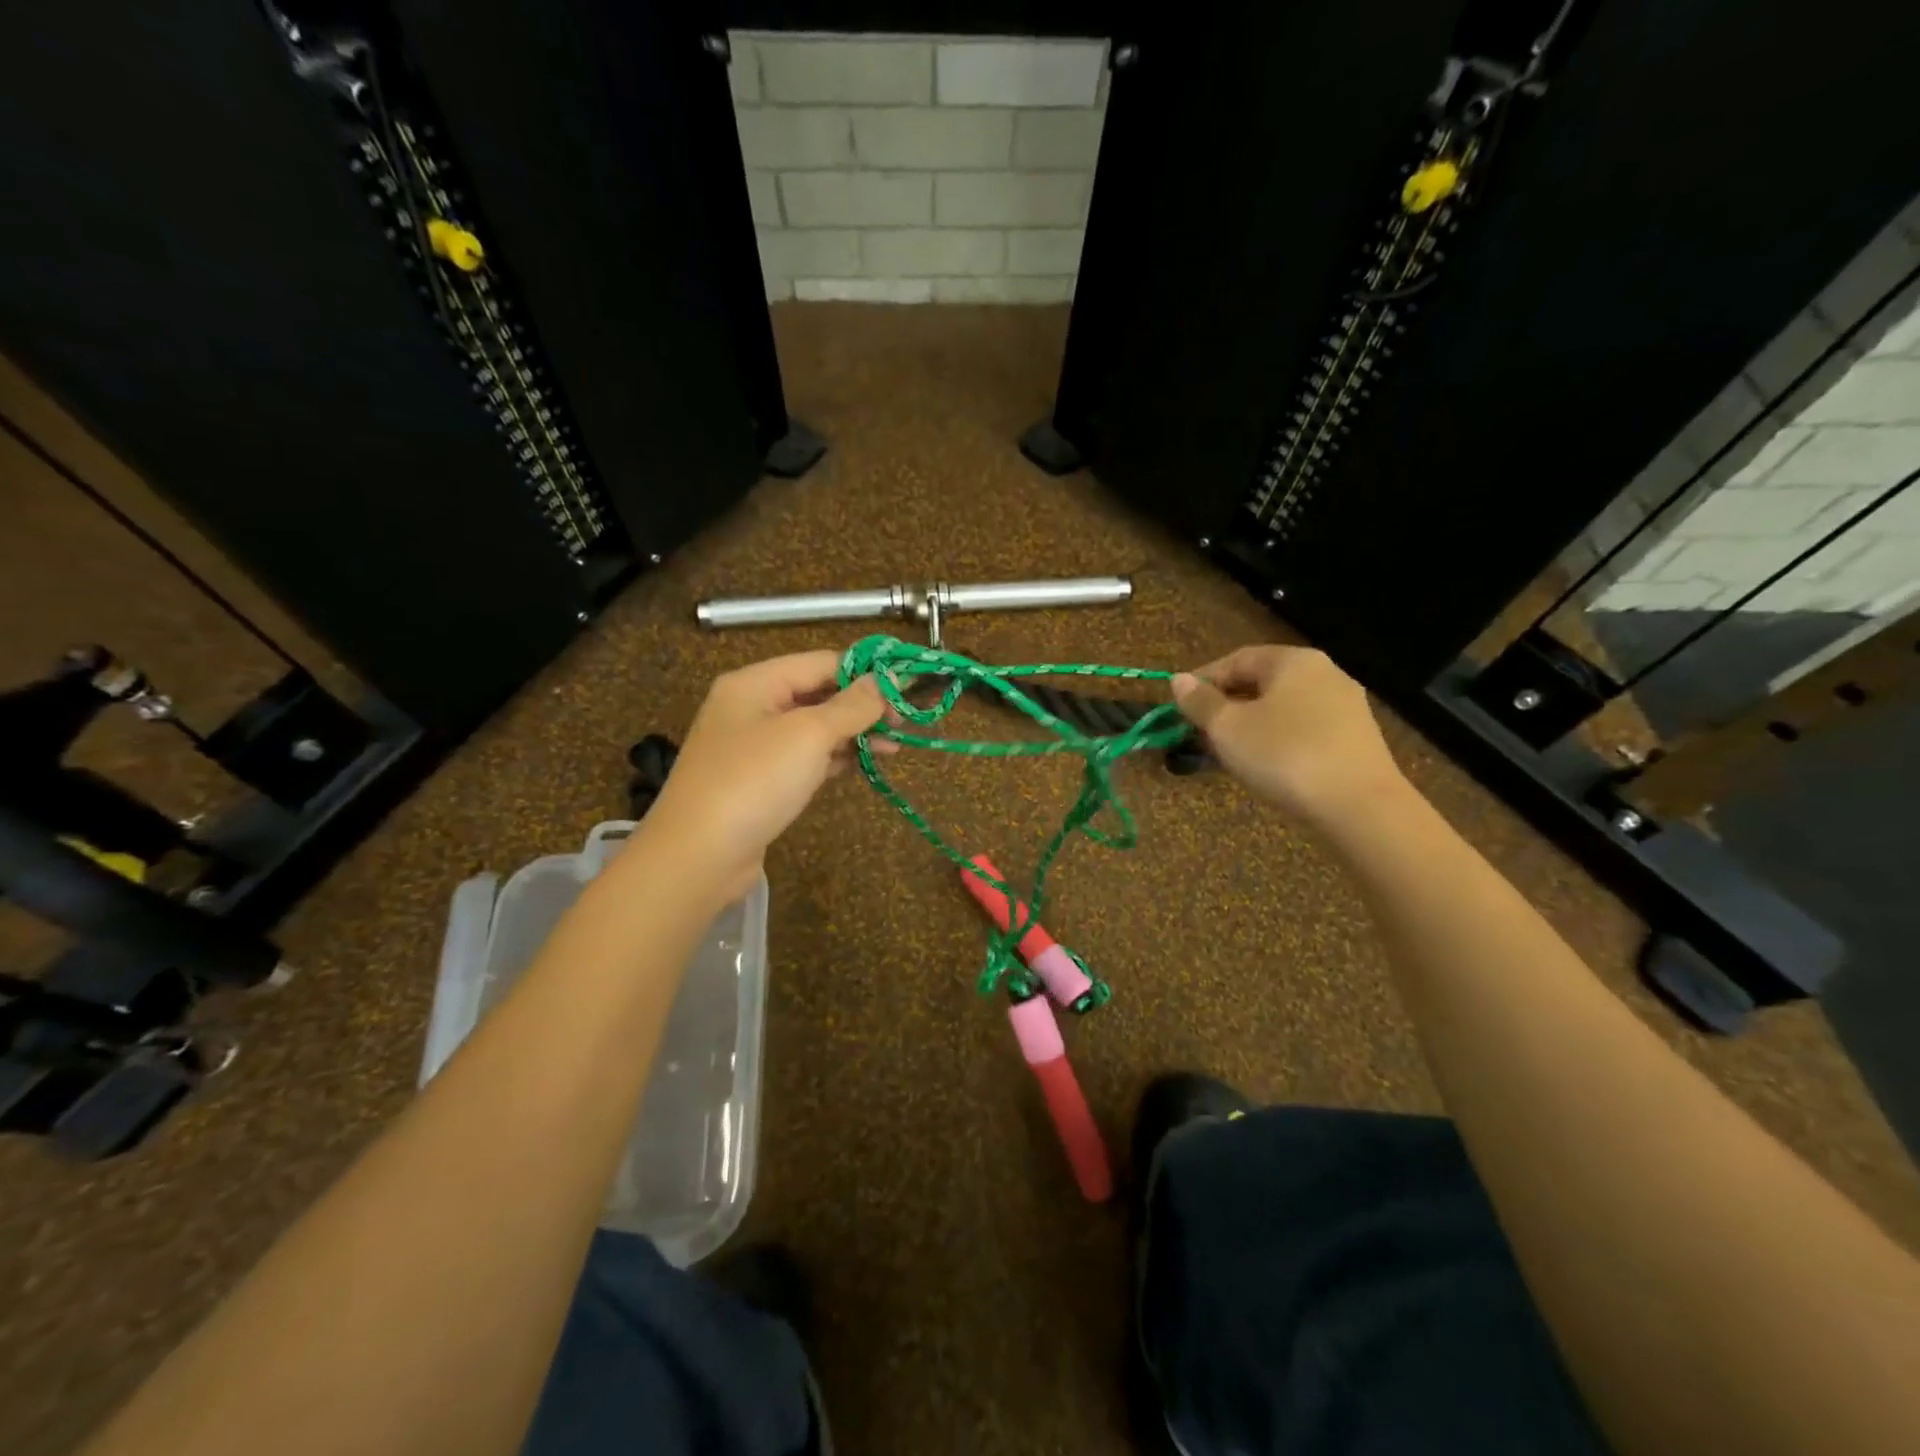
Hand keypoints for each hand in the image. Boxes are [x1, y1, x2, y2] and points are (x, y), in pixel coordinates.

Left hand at [641, 651, 888, 898]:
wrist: (698, 856)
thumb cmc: (754, 782)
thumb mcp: (808, 735)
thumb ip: (850, 706)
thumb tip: (882, 682)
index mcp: (756, 683)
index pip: (821, 662)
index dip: (865, 673)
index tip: (906, 691)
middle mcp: (751, 707)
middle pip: (818, 694)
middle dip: (862, 707)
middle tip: (904, 725)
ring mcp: (753, 747)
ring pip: (813, 729)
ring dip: (853, 735)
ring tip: (894, 749)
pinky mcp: (758, 781)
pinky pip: (804, 758)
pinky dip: (834, 759)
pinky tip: (861, 766)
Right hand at [1172, 645, 1406, 825]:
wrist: (1359, 806)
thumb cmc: (1284, 755)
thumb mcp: (1228, 728)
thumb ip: (1200, 702)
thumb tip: (1178, 680)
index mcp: (1293, 660)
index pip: (1236, 659)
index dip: (1203, 681)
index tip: (1179, 708)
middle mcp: (1324, 673)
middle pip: (1261, 682)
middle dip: (1226, 706)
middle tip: (1200, 733)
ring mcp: (1345, 706)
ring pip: (1282, 708)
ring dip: (1249, 725)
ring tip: (1227, 753)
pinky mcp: (1356, 738)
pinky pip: (1304, 729)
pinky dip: (1277, 740)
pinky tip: (1265, 765)